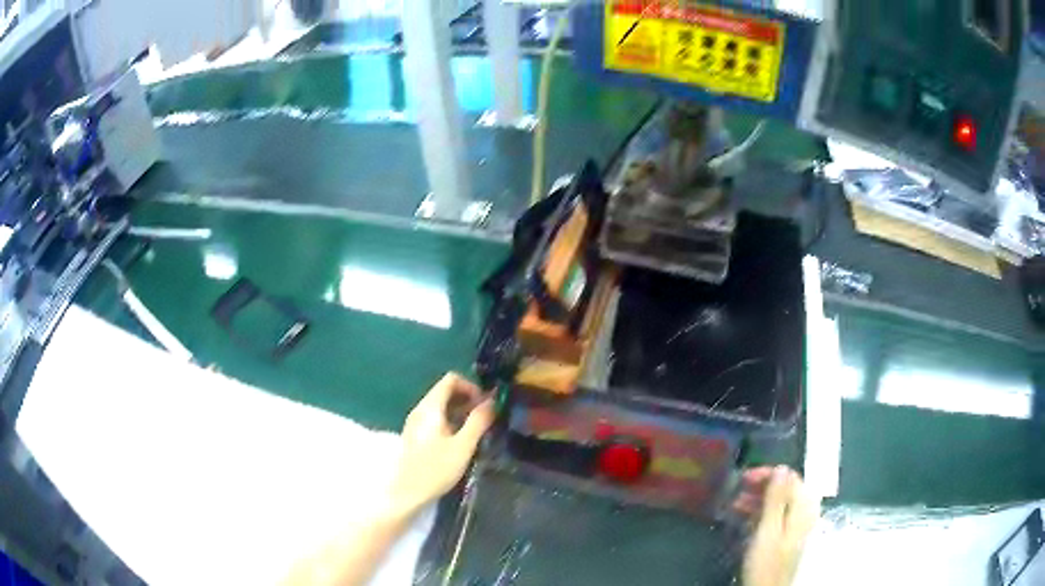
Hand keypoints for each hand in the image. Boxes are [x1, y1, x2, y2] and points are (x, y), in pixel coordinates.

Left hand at [389, 373, 494, 516]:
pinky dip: (451, 420)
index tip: (486, 404)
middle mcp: (420, 409)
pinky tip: (461, 439)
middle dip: (468, 399)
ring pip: (441, 405)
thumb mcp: (463, 446)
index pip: (451, 379)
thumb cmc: (436, 469)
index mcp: (430, 407)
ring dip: (461, 411)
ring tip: (477, 429)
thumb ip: (478, 421)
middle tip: (486, 417)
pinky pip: (436, 417)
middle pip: (445, 391)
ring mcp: (416, 422)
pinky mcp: (416, 434)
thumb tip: (493, 401)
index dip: (471, 386)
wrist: (408, 493)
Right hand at [735, 467, 819, 585]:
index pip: (790, 478)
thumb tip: (781, 468)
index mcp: (803, 508)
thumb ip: (776, 499)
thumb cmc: (767, 561)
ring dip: (758, 499)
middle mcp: (803, 512)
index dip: (768, 474)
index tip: (744, 479)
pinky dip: (760, 513)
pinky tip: (744, 518)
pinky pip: (776, 516)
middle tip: (737, 490)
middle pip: (785, 489)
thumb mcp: (768, 530)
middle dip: (761, 486)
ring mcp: (795, 525)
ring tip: (735, 503)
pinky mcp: (785, 536)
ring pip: (779, 503)